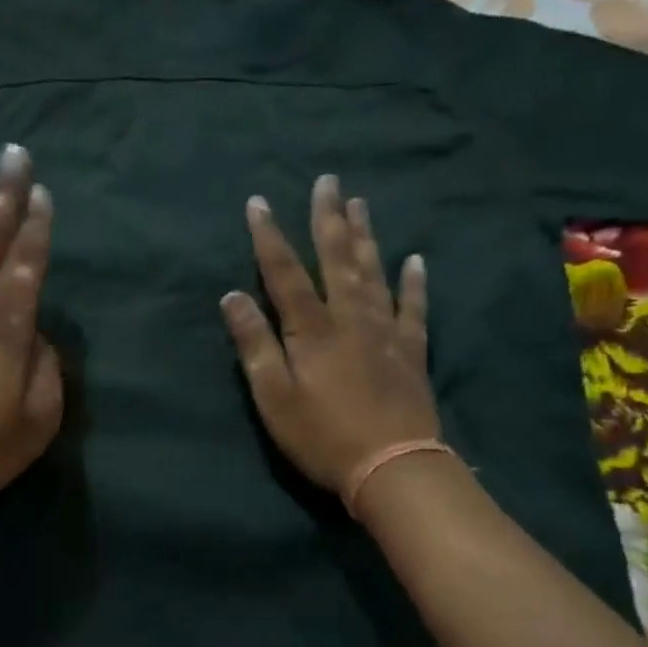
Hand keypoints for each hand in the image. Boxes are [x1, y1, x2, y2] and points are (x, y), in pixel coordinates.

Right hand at [221, 176, 439, 496]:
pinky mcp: (411, 350)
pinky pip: (414, 307)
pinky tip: (415, 259)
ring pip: (374, 271)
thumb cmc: (322, 436)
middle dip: (328, 218)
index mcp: (312, 329)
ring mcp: (385, 331)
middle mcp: (350, 317)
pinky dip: (414, 282)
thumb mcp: (274, 397)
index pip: (284, 272)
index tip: (259, 202)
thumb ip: (254, 345)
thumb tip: (232, 297)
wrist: (392, 466)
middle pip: (337, 258)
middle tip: (328, 180)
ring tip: (360, 203)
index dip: (269, 236)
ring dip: (365, 235)